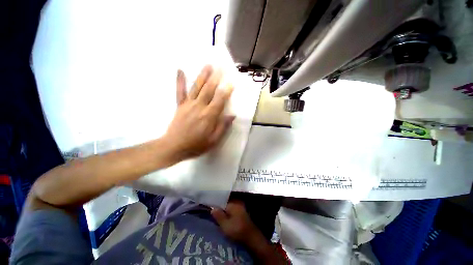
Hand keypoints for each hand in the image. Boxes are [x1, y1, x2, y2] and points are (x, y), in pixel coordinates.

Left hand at [164, 65, 233, 161]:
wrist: (174, 147)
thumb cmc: (196, 145)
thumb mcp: (213, 140)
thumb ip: (223, 127)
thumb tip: (232, 115)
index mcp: (209, 116)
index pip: (220, 100)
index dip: (226, 90)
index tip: (231, 82)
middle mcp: (199, 107)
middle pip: (208, 90)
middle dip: (216, 78)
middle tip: (221, 67)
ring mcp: (188, 104)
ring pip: (196, 87)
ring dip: (202, 75)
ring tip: (208, 65)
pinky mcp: (180, 105)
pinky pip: (179, 91)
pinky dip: (179, 80)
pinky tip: (180, 70)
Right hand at [211, 201, 264, 245]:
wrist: (251, 236)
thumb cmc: (237, 230)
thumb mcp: (225, 225)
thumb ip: (218, 216)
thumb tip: (212, 208)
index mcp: (232, 204)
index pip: (221, 201)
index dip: (215, 205)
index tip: (209, 208)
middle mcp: (237, 203)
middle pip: (225, 204)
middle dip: (220, 208)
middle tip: (212, 213)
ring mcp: (240, 207)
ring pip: (229, 208)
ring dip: (224, 212)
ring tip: (217, 216)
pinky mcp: (242, 213)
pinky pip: (233, 210)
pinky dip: (228, 214)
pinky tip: (225, 218)